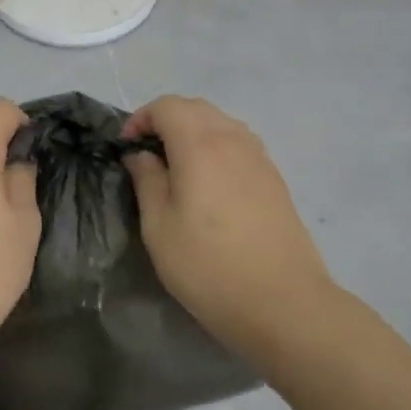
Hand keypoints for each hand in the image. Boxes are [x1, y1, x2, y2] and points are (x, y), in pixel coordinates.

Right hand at [122, 96, 334, 351]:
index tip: (127, 149)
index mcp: (200, 144)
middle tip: (147, 156)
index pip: (166, 106)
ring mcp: (259, 157)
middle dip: (166, 121)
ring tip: (177, 169)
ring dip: (193, 132)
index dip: (141, 118)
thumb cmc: (208, 266)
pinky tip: (209, 184)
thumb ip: (147, 181)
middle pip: (196, 108)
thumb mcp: (159, 227)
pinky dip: (216, 147)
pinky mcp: (275, 178)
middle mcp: (233, 139)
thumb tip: (140, 155)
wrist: (283, 303)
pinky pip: (239, 144)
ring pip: (221, 123)